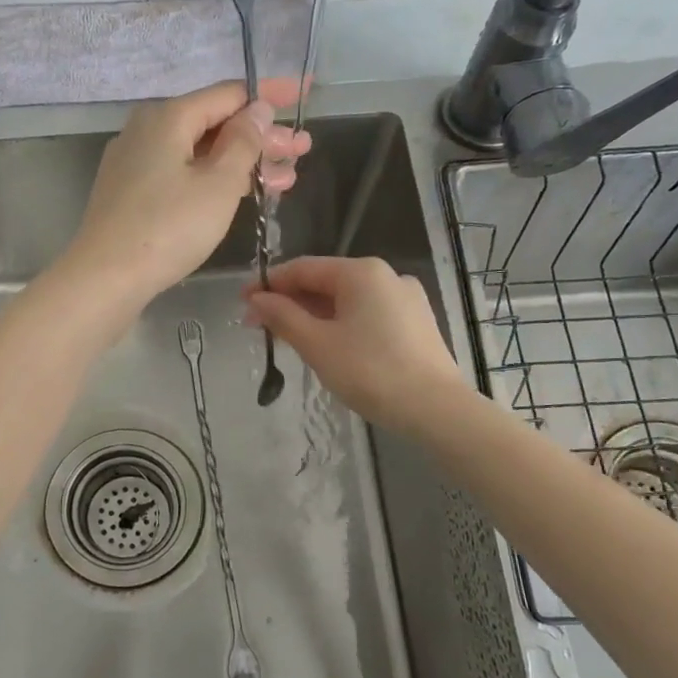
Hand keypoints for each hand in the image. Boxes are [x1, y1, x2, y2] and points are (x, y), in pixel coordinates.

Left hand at [62, 78, 309, 303]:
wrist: (106, 278)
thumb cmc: (168, 228)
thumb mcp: (219, 184)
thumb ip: (243, 142)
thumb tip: (256, 109)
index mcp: (168, 116)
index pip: (230, 93)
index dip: (271, 95)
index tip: (305, 94)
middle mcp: (147, 129)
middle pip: (214, 123)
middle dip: (262, 136)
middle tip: (302, 151)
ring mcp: (136, 161)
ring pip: (199, 152)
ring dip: (244, 162)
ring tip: (286, 178)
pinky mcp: (131, 191)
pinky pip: (182, 172)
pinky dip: (214, 179)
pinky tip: (243, 193)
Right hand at [245, 256, 467, 431]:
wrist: (434, 409)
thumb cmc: (370, 371)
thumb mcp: (317, 344)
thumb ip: (283, 317)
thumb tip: (256, 300)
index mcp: (361, 272)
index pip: (303, 268)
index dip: (269, 284)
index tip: (242, 303)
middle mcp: (386, 276)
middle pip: (325, 282)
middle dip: (289, 302)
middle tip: (259, 327)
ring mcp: (405, 299)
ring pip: (346, 300)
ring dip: (313, 316)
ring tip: (287, 339)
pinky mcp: (415, 323)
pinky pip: (366, 314)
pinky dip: (340, 324)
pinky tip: (326, 346)